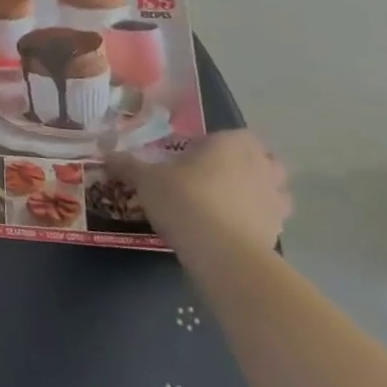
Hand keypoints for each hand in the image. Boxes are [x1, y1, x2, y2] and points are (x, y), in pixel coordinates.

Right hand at [105, 130, 290, 253]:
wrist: (220, 251)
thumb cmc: (183, 199)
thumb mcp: (146, 180)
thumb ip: (128, 165)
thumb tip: (106, 156)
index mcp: (233, 142)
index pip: (230, 135)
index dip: (212, 146)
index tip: (191, 159)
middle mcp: (262, 164)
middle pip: (260, 159)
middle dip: (243, 166)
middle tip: (211, 179)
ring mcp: (276, 198)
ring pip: (272, 189)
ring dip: (256, 193)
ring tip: (224, 205)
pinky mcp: (279, 229)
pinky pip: (269, 218)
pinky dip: (256, 220)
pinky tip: (230, 229)